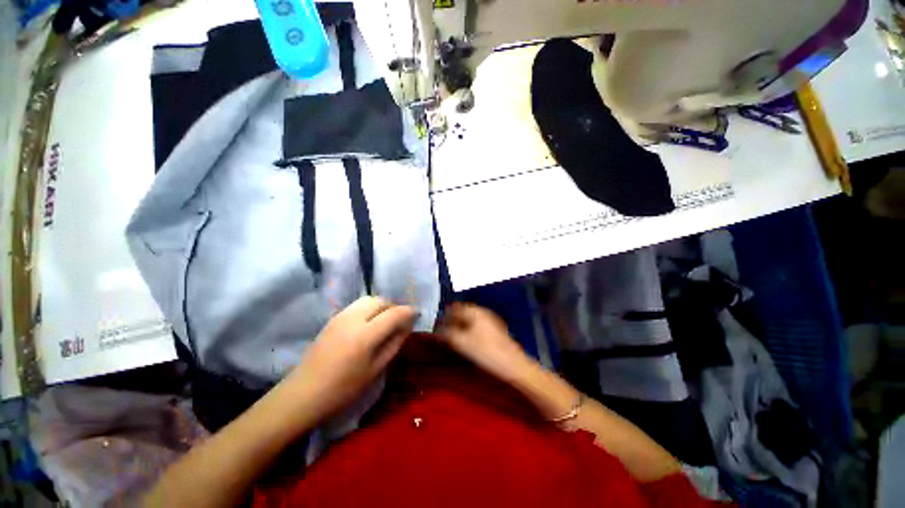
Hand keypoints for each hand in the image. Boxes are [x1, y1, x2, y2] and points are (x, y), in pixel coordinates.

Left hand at [281, 296, 416, 423]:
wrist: (302, 394)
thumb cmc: (342, 389)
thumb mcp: (375, 370)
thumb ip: (394, 344)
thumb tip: (407, 326)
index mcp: (365, 335)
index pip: (394, 314)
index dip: (409, 311)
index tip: (417, 313)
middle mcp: (353, 319)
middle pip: (380, 301)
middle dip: (394, 306)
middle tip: (400, 320)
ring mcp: (340, 316)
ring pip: (368, 299)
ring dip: (381, 305)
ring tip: (385, 320)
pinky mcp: (332, 319)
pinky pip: (357, 305)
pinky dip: (369, 308)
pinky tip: (369, 323)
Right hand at [435, 303, 530, 381]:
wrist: (514, 365)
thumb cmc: (487, 352)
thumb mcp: (463, 344)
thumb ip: (447, 335)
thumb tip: (436, 330)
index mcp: (475, 311)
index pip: (455, 308)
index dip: (444, 316)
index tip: (436, 325)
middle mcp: (483, 312)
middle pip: (463, 312)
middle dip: (452, 320)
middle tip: (443, 332)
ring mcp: (491, 320)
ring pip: (470, 319)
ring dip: (460, 326)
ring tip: (452, 337)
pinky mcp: (495, 330)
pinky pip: (477, 326)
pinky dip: (469, 330)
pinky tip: (467, 340)